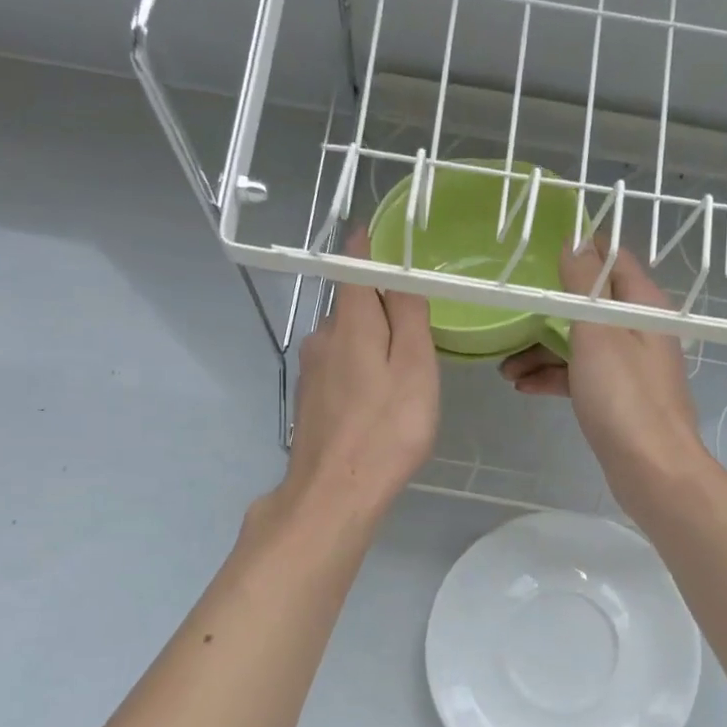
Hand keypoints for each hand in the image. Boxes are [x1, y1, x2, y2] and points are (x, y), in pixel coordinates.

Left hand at [270, 230, 439, 529]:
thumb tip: (398, 274)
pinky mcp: (310, 400)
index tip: (381, 234)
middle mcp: (322, 337)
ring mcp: (312, 371)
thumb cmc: (386, 429)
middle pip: (350, 304)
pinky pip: (339, 366)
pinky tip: (377, 395)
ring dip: (371, 339)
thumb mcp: (414, 367)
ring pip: (345, 338)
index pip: (353, 267)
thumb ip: (407, 316)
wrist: (334, 493)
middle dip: (379, 302)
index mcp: (349, 322)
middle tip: (416, 317)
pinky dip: (360, 366)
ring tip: (402, 363)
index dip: (367, 247)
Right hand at [500, 240, 708, 511]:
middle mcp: (639, 330)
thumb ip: (584, 284)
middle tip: (509, 314)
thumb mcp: (598, 331)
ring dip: (542, 350)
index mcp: (642, 305)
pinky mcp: (617, 397)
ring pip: (579, 343)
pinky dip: (553, 377)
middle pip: (588, 305)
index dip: (579, 249)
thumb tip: (574, 240)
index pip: (612, 259)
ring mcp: (629, 366)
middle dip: (547, 310)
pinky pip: (580, 375)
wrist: (651, 469)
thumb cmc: (624, 396)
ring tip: (504, 368)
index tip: (537, 249)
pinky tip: (523, 386)